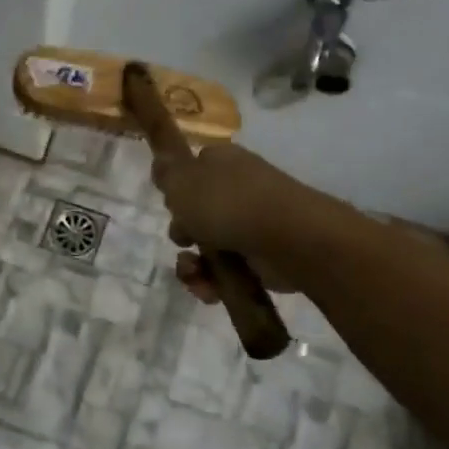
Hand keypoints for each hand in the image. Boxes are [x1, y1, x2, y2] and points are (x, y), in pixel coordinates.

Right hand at [151, 143, 326, 300]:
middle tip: (183, 239)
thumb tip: (161, 160)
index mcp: (223, 163)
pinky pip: (227, 271)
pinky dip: (214, 282)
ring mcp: (252, 224)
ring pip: (209, 246)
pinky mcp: (261, 258)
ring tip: (194, 274)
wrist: (286, 238)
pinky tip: (209, 289)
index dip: (178, 189)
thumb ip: (166, 172)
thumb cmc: (227, 203)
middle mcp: (240, 190)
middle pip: (198, 212)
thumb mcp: (182, 181)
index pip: (195, 169)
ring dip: (194, 265)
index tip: (170, 204)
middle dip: (183, 232)